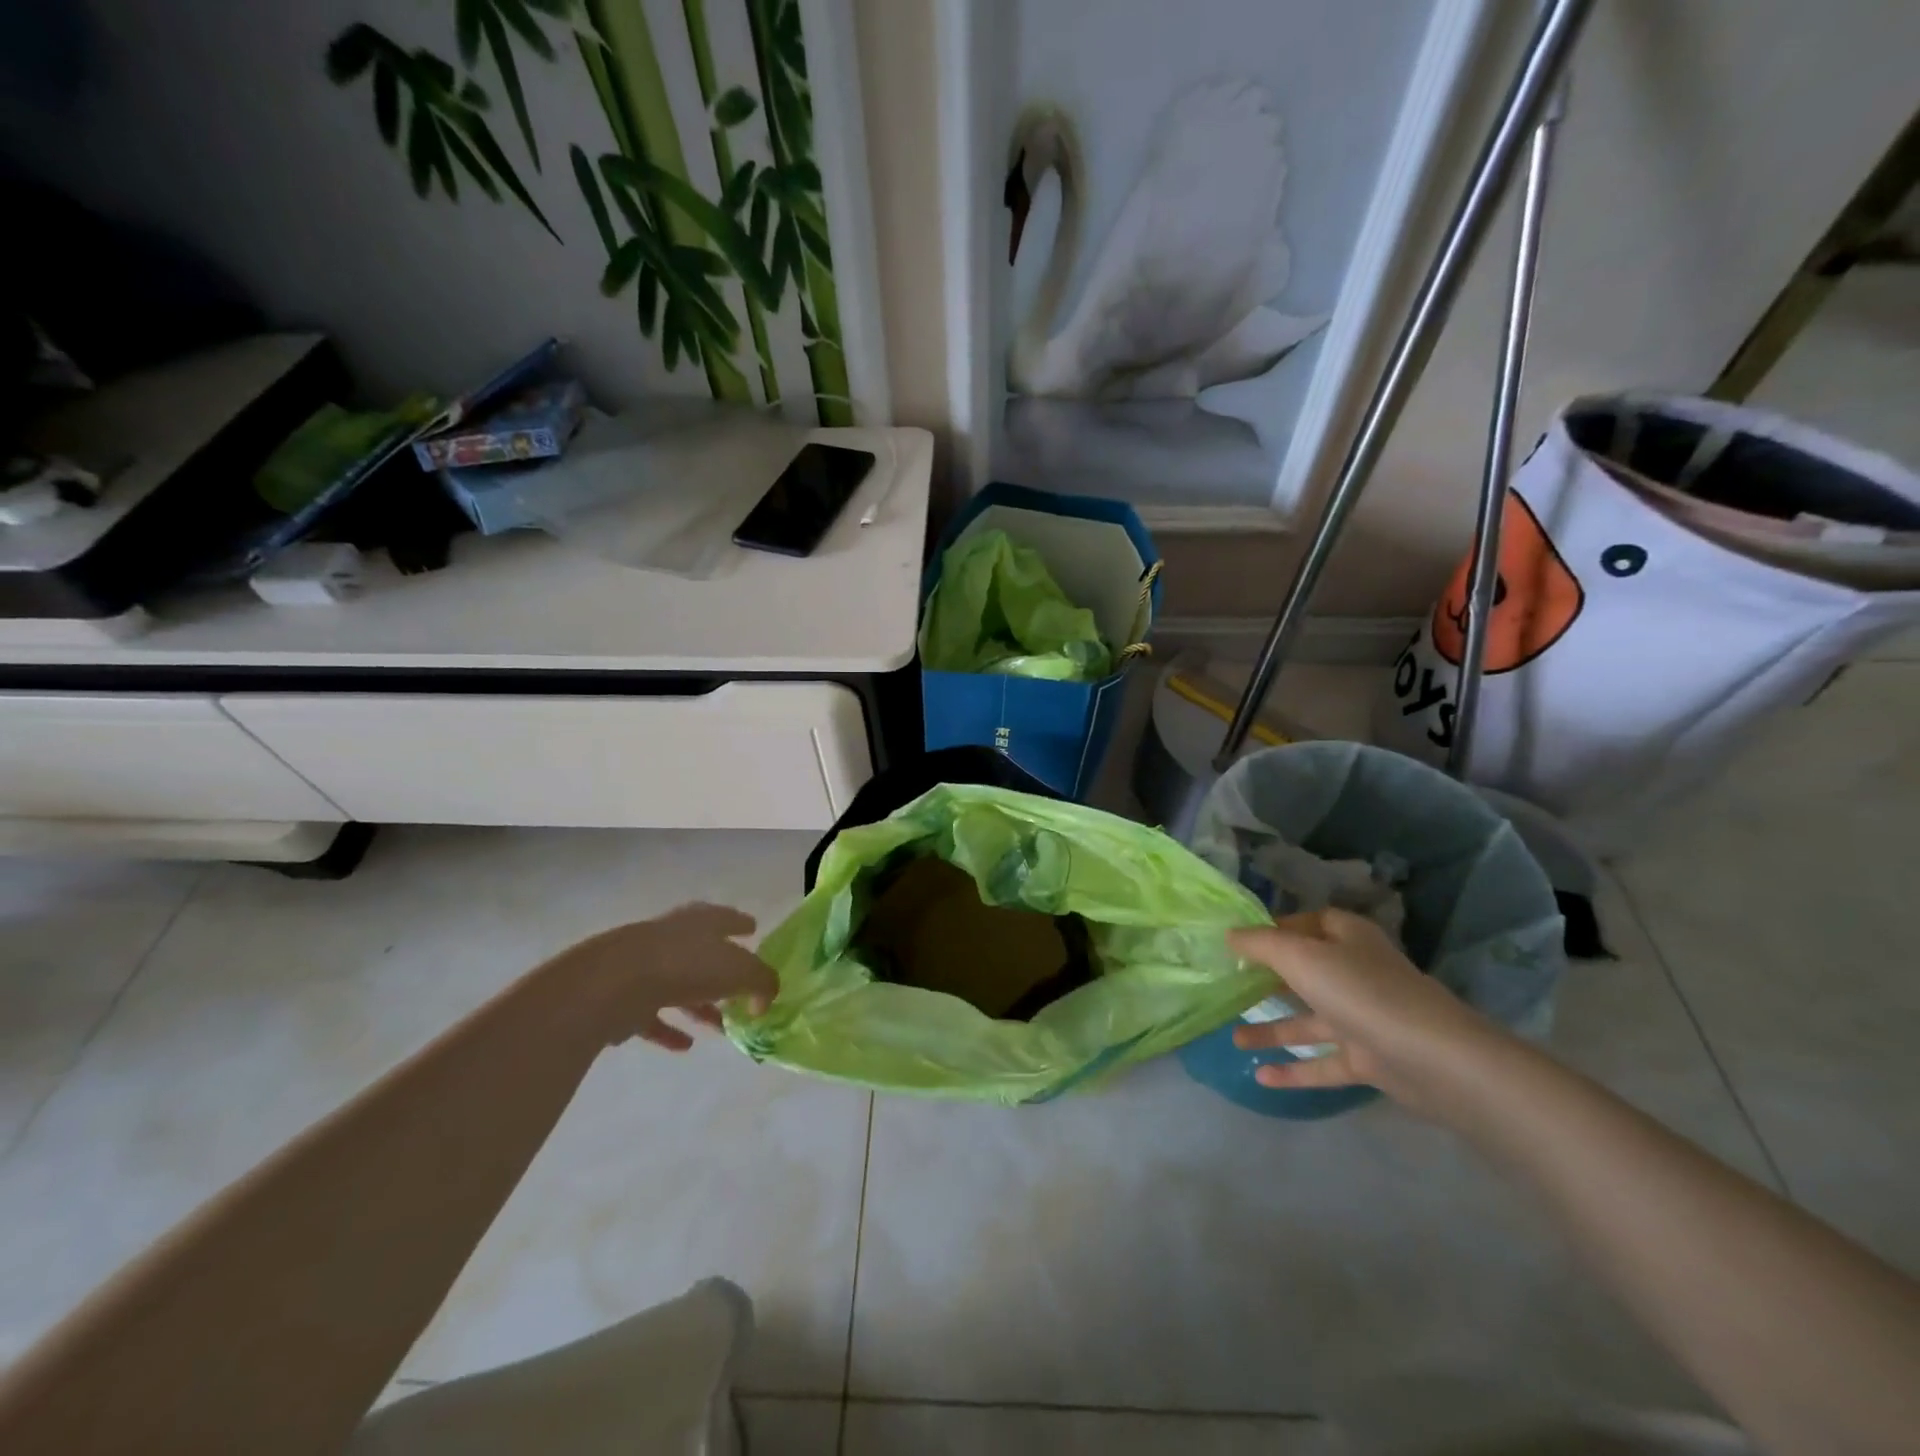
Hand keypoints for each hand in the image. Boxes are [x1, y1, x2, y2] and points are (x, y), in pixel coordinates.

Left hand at [555, 903, 775, 1050]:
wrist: (615, 983)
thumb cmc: (687, 966)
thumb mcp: (742, 971)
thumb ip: (762, 983)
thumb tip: (763, 1000)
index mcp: (702, 921)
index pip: (727, 918)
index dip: (741, 924)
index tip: (753, 930)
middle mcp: (674, 937)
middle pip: (703, 953)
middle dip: (723, 972)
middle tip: (741, 990)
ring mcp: (646, 967)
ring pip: (680, 986)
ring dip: (699, 1006)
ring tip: (719, 1028)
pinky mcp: (624, 998)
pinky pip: (653, 1016)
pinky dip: (670, 1030)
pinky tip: (684, 1047)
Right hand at [1227, 909, 1507, 1115]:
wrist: (1434, 1060)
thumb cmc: (1361, 992)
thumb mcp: (1300, 956)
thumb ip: (1260, 944)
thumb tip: (1230, 935)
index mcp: (1347, 939)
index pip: (1309, 923)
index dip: (1277, 929)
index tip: (1241, 942)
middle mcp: (1356, 973)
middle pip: (1306, 972)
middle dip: (1268, 981)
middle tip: (1229, 987)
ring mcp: (1363, 1019)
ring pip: (1309, 1022)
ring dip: (1272, 1030)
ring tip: (1233, 1038)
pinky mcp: (1369, 1060)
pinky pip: (1323, 1062)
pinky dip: (1294, 1069)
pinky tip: (1260, 1077)